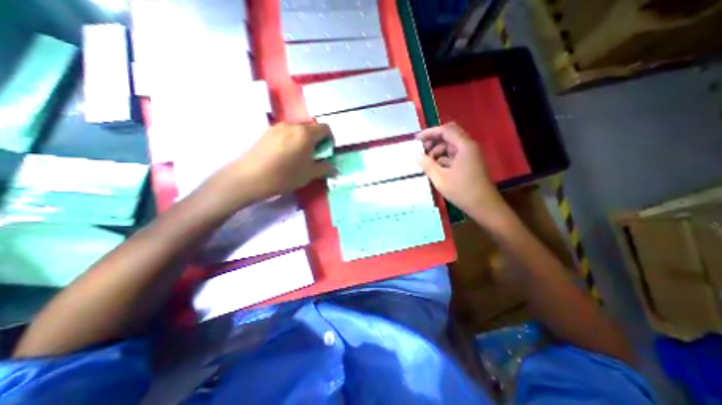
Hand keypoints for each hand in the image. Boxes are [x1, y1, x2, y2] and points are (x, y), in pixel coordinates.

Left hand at [212, 120, 333, 201]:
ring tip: (299, 155)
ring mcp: (278, 126)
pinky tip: (286, 154)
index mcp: (306, 134)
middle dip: (317, 139)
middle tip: (314, 155)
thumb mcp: (309, 174)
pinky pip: (286, 131)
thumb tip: (334, 168)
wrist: (249, 177)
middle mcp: (292, 125)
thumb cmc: (284, 176)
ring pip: (298, 129)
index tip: (326, 152)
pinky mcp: (267, 132)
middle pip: (312, 127)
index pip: (325, 128)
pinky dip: (292, 139)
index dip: (330, 139)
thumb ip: (325, 168)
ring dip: (304, 139)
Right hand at [418, 122, 506, 225]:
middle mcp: (469, 146)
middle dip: (434, 140)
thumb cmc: (461, 190)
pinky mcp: (470, 163)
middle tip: (422, 149)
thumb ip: (427, 164)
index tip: (416, 139)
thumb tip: (416, 156)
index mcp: (464, 146)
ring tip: (427, 162)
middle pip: (450, 135)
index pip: (445, 130)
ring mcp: (470, 155)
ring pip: (451, 146)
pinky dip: (444, 158)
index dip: (429, 132)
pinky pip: (455, 155)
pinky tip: (436, 168)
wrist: (484, 206)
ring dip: (438, 151)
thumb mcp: (440, 178)